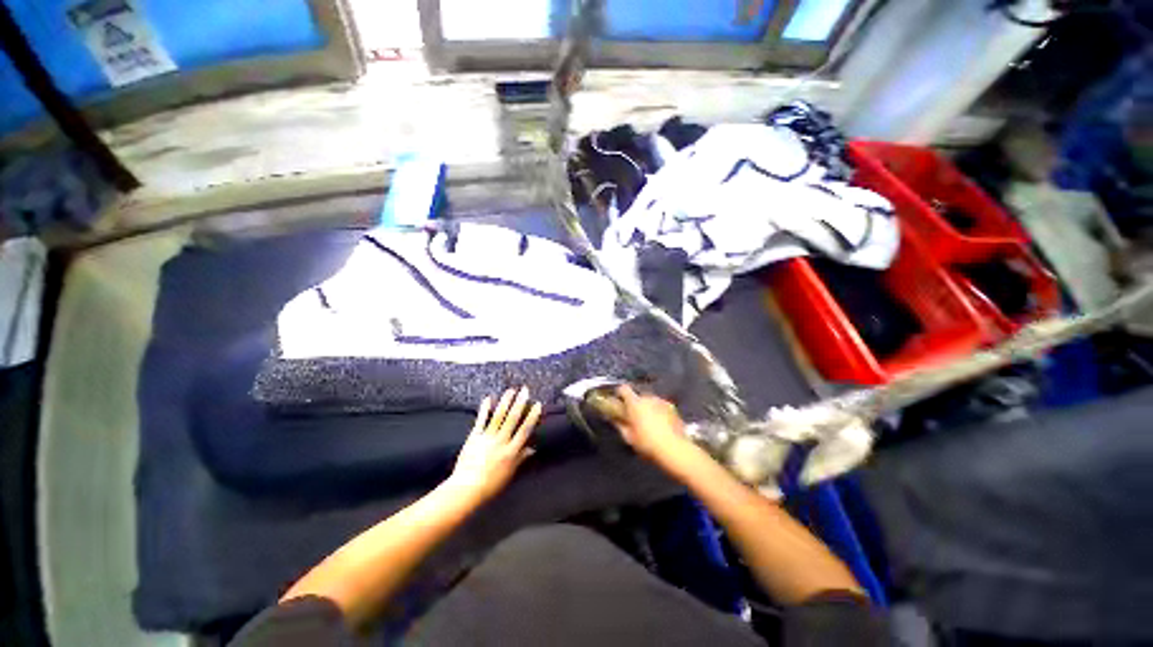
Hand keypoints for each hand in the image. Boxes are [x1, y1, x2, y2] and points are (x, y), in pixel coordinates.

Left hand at [446, 387, 541, 504]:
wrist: (466, 489)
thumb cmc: (490, 485)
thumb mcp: (510, 473)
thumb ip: (521, 458)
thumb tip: (533, 448)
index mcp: (511, 451)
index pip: (525, 430)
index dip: (532, 416)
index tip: (537, 404)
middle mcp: (501, 442)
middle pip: (512, 419)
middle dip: (520, 403)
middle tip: (525, 390)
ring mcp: (487, 438)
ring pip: (498, 416)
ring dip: (505, 402)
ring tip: (511, 390)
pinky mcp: (474, 437)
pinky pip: (481, 421)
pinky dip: (484, 409)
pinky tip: (488, 398)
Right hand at [614, 385, 694, 469]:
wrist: (674, 449)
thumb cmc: (648, 443)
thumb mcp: (629, 437)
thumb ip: (619, 425)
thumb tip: (614, 419)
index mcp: (634, 403)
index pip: (623, 389)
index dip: (619, 393)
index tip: (618, 401)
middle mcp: (648, 398)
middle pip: (637, 396)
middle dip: (635, 405)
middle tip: (634, 418)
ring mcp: (661, 401)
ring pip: (650, 401)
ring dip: (647, 408)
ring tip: (649, 423)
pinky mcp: (672, 407)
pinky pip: (661, 406)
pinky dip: (658, 411)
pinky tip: (661, 424)